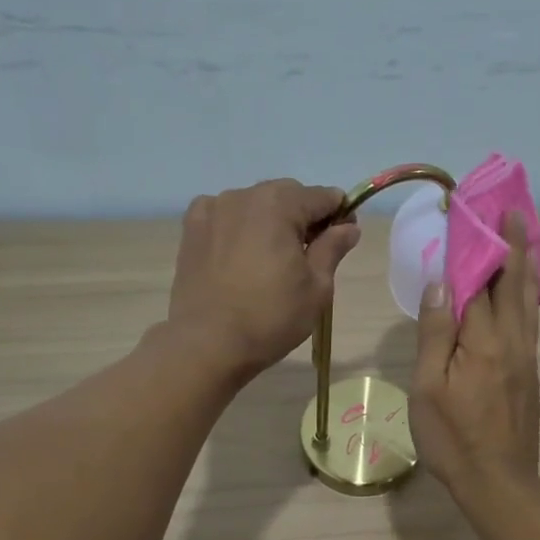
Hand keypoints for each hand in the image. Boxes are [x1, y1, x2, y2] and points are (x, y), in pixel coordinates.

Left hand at [167, 179, 361, 379]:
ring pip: (254, 204)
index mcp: (279, 204)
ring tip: (270, 259)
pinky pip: (224, 216)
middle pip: (287, 195)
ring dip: (269, 221)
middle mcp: (244, 196)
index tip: (342, 240)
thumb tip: (349, 227)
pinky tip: (238, 254)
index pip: (323, 196)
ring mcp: (212, 209)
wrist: (207, 344)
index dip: (339, 215)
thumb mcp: (316, 287)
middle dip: (303, 217)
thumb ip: (333, 248)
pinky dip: (237, 226)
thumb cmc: (271, 317)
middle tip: (308, 255)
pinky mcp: (191, 229)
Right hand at [410, 211, 539, 497]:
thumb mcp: (428, 387)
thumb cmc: (452, 437)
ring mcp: (526, 356)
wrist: (499, 481)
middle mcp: (512, 339)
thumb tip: (443, 281)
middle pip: (512, 282)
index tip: (473, 212)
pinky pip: (531, 319)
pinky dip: (529, 293)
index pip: (480, 279)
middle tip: (510, 210)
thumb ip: (436, 332)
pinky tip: (526, 289)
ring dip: (526, 263)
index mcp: (483, 340)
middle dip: (511, 243)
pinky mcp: (530, 371)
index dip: (476, 245)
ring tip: (526, 235)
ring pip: (528, 299)